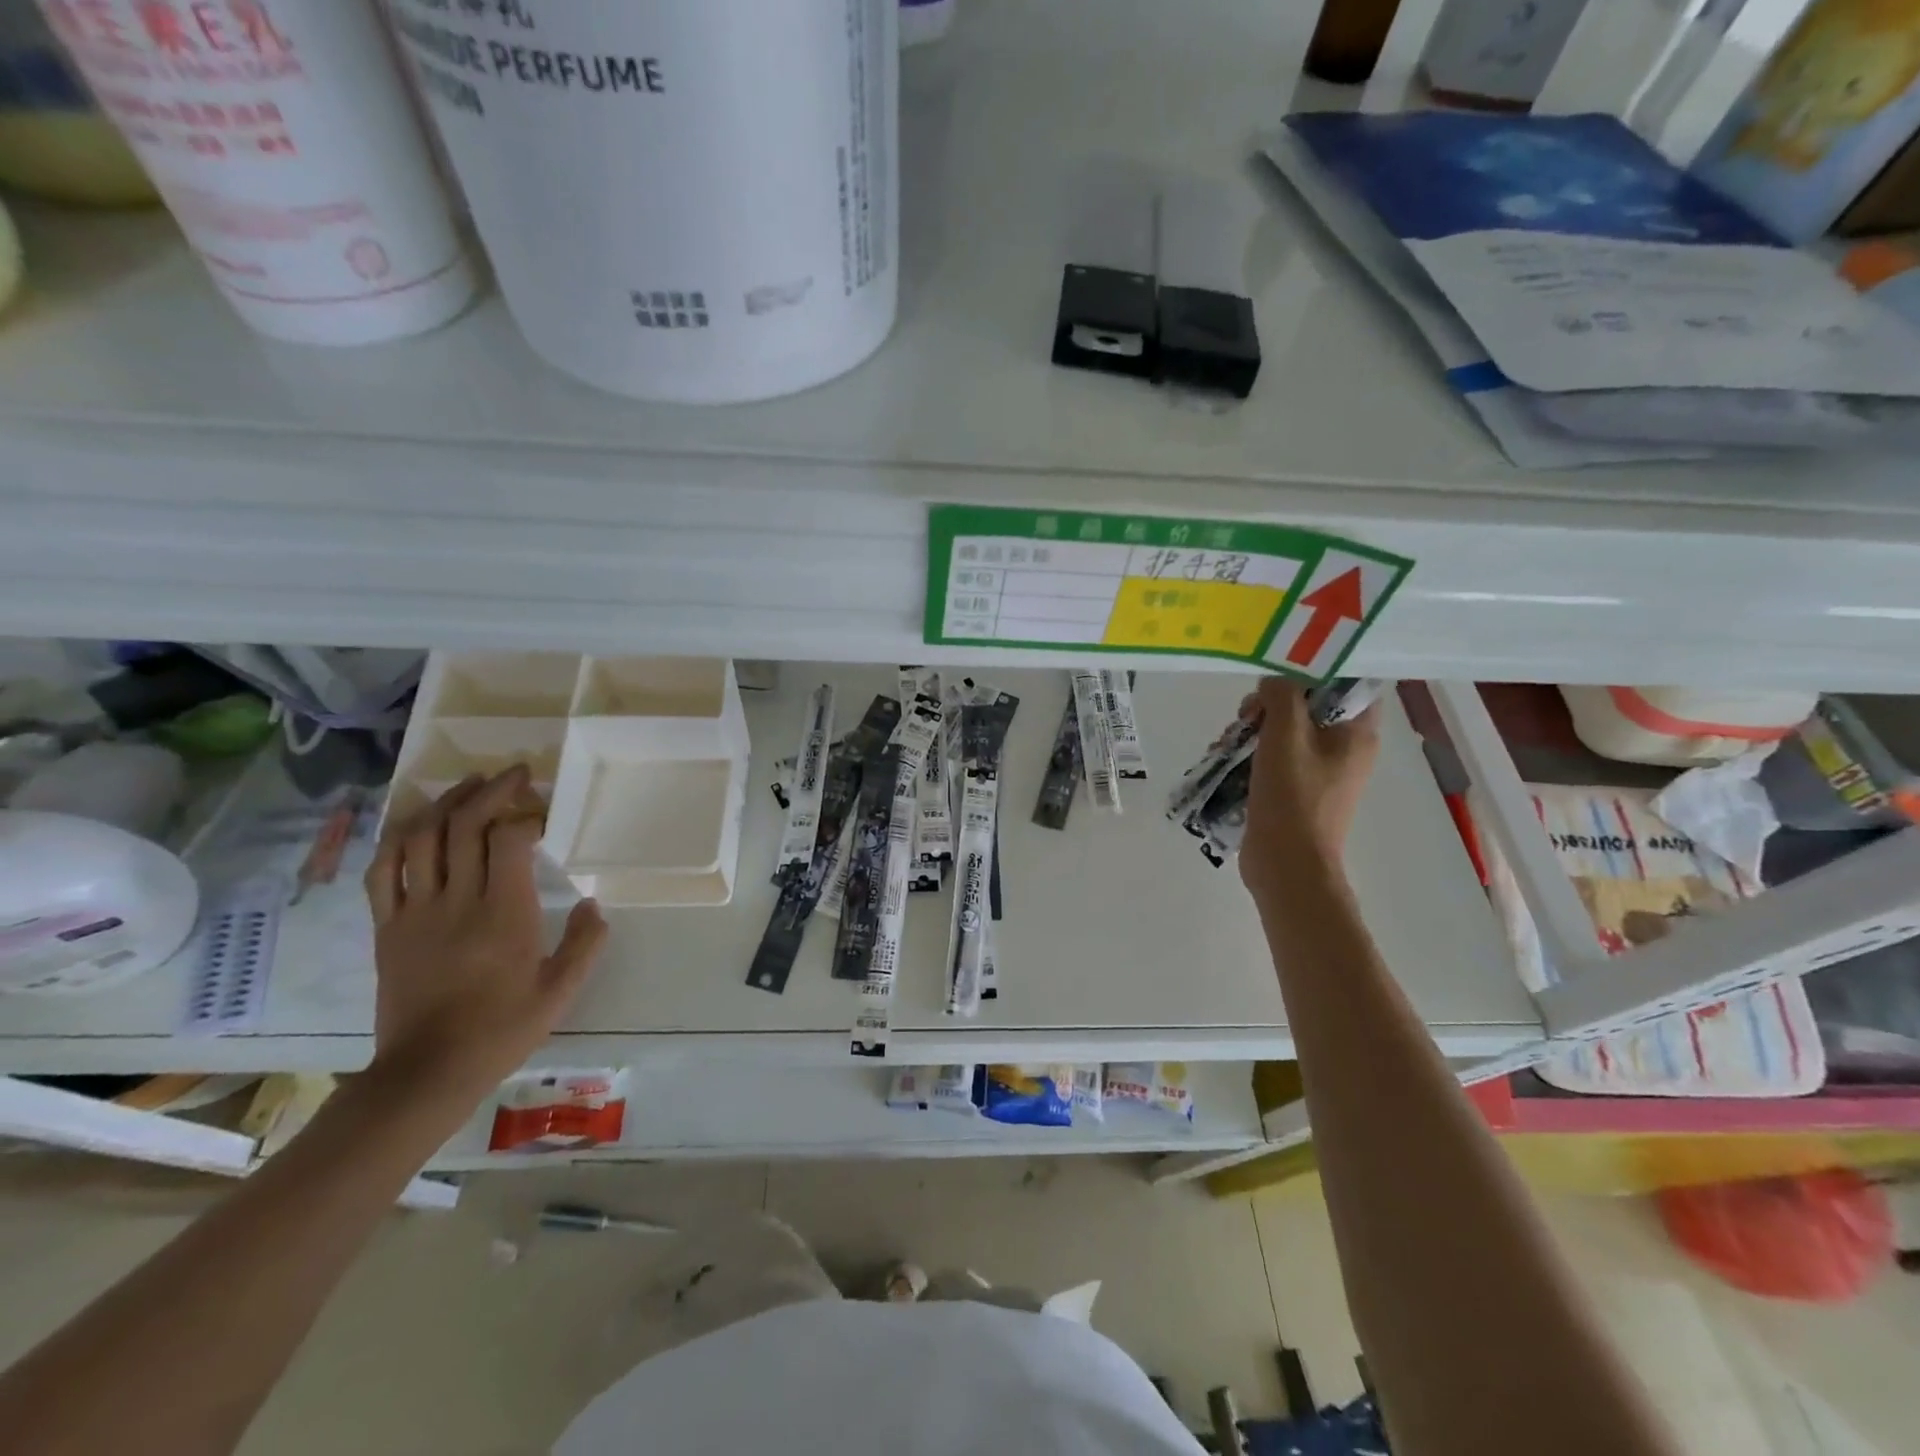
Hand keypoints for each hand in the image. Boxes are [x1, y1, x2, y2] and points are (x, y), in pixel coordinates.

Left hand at [363, 766, 607, 1105]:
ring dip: (446, 803)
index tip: (543, 814)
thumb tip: (595, 903)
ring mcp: (414, 911)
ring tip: (469, 786)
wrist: (429, 1071)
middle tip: (514, 776)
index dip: (526, 814)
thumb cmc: (503, 1028)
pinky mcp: (386, 927)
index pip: (508, 839)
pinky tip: (417, 824)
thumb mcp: (562, 990)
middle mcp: (456, 901)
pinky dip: (398, 838)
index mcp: (504, 913)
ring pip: (421, 838)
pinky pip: (382, 871)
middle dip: (491, 791)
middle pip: (464, 826)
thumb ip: (586, 942)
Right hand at [1238, 678, 1381, 899]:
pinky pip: (1275, 759)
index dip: (1314, 674)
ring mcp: (1320, 773)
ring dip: (1254, 731)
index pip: (1347, 685)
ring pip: (1285, 733)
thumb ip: (1282, 695)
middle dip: (1270, 706)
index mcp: (1357, 734)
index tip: (1278, 676)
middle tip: (1246, 716)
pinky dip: (1252, 755)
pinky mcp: (1296, 792)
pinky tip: (1226, 760)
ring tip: (1227, 743)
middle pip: (1308, 707)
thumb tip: (1272, 684)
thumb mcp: (1285, 734)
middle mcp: (1345, 750)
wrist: (1286, 865)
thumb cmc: (1292, 797)